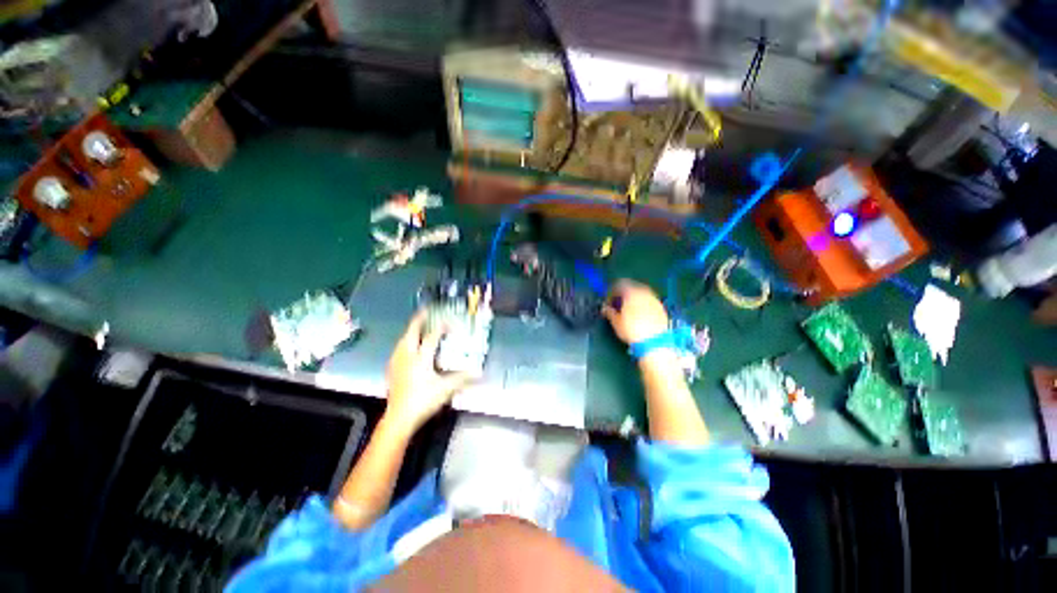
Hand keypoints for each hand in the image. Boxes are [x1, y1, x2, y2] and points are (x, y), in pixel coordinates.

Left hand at [384, 311, 477, 433]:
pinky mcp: (392, 370)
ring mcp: (397, 363)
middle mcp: (407, 356)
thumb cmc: (423, 400)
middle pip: (411, 333)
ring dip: (410, 331)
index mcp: (421, 358)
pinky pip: (397, 350)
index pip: (432, 337)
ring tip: (416, 327)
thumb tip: (478, 373)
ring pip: (402, 341)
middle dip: (418, 321)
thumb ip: (462, 379)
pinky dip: (403, 343)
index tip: (448, 321)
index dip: (441, 327)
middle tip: (425, 312)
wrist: (399, 418)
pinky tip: (405, 347)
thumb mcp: (446, 389)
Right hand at [602, 280, 668, 344]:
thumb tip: (604, 308)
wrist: (655, 342)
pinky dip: (642, 304)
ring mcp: (654, 299)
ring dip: (634, 298)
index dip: (612, 291)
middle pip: (631, 287)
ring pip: (641, 293)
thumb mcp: (616, 322)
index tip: (608, 300)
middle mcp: (644, 292)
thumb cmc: (632, 330)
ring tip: (628, 309)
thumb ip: (609, 312)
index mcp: (631, 292)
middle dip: (624, 294)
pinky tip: (639, 314)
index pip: (619, 285)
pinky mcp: (661, 308)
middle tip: (618, 304)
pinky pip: (649, 301)